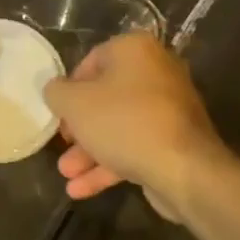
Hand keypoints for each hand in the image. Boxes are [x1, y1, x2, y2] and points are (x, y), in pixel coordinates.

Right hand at [41, 32, 234, 214]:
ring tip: (66, 175)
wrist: (184, 169)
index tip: (58, 113)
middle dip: (80, 128)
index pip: (91, 61)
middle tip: (63, 145)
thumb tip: (55, 90)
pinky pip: (136, 146)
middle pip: (106, 97)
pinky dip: (110, 164)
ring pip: (119, 126)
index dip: (69, 89)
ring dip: (90, 152)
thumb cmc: (124, 122)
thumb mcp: (75, 104)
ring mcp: (169, 108)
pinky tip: (81, 189)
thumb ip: (57, 92)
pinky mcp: (175, 141)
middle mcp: (156, 72)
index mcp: (135, 50)